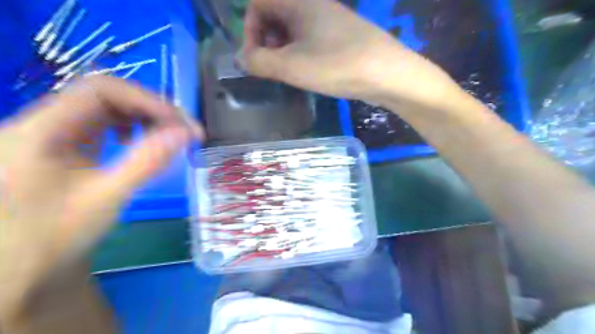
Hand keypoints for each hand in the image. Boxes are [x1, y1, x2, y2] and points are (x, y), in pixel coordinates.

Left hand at [0, 76, 202, 322]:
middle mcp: (41, 122)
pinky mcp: (64, 142)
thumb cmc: (58, 236)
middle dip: (151, 109)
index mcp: (40, 131)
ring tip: (169, 137)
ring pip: (107, 106)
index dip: (147, 101)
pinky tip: (138, 142)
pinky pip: (103, 122)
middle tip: (185, 131)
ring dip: (144, 117)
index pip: (100, 90)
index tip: (181, 124)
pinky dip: (131, 126)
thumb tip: (186, 133)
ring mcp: (52, 131)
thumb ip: (147, 161)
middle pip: (106, 94)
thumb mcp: (107, 198)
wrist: (22, 266)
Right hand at [239, 1, 455, 109]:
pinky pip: (309, 39)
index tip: (255, 57)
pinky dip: (300, 53)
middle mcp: (312, 5)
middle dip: (266, 42)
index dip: (249, 29)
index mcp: (297, 2)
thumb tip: (241, 59)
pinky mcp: (339, 37)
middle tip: (271, 67)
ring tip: (288, 73)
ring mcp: (328, 20)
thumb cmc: (336, 65)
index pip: (257, 2)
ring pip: (292, 30)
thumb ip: (259, 62)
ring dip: (283, 50)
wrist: (386, 73)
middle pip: (275, 15)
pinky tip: (307, 72)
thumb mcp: (291, 66)